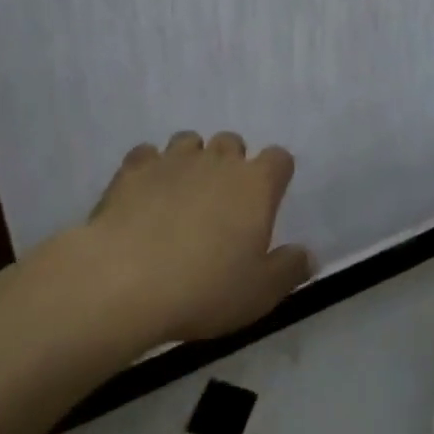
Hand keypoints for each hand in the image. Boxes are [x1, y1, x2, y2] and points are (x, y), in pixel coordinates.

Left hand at [82, 132, 313, 344]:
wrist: (126, 280)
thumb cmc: (204, 288)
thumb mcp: (259, 293)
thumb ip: (289, 270)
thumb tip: (308, 255)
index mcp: (256, 184)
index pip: (279, 159)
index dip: (276, 175)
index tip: (268, 199)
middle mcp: (219, 160)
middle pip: (233, 142)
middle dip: (231, 164)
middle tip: (222, 202)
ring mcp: (174, 159)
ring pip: (190, 141)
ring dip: (191, 160)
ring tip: (182, 194)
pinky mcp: (135, 168)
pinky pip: (147, 154)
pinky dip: (150, 168)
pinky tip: (144, 194)